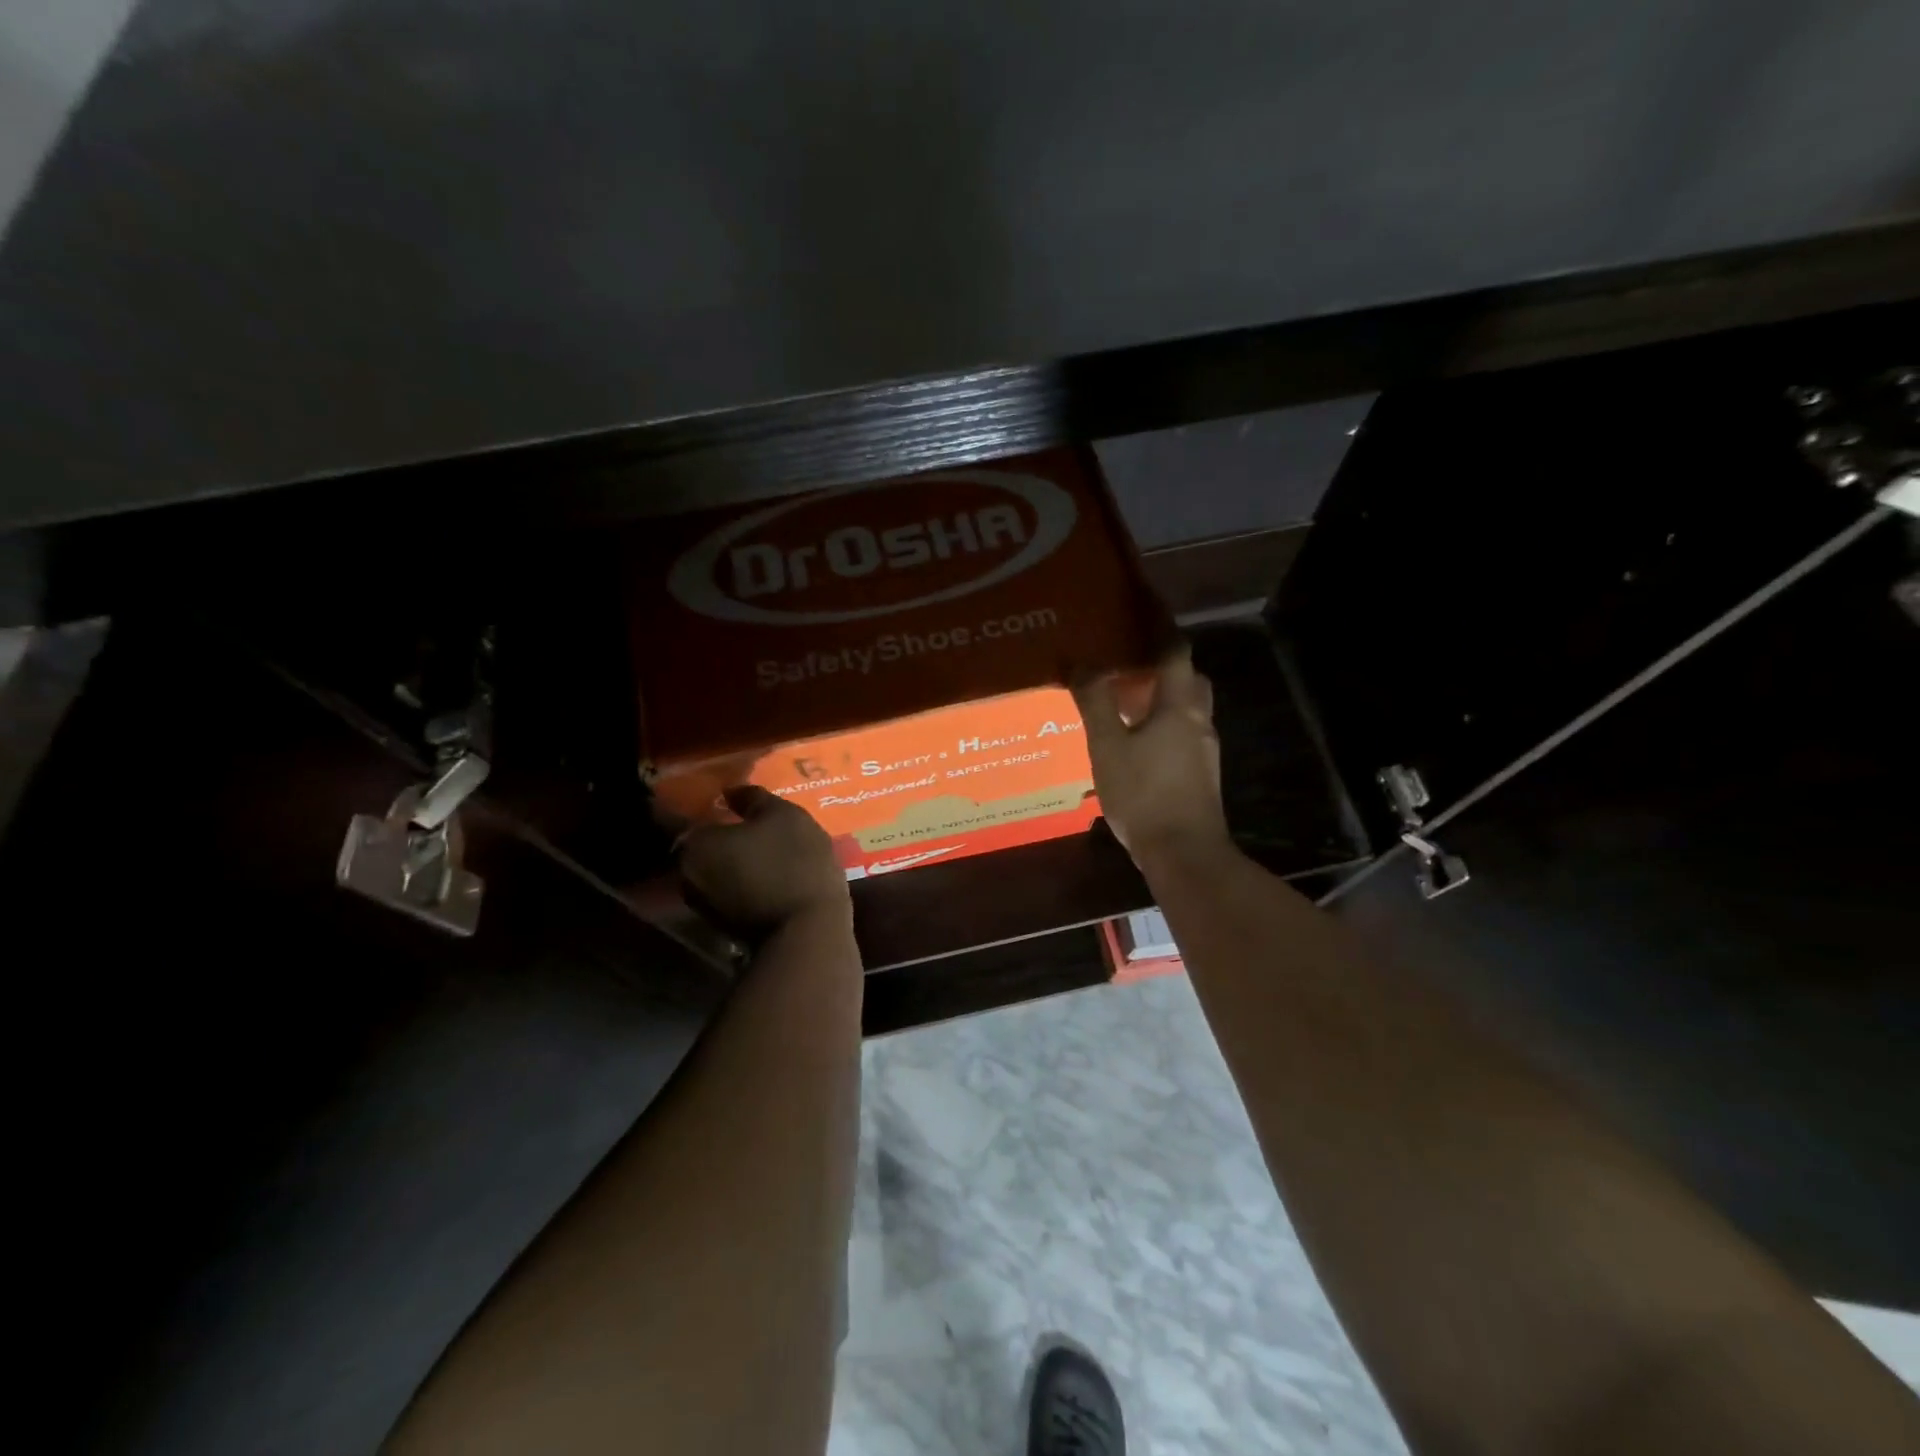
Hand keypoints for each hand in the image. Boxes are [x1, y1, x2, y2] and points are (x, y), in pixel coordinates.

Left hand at [673, 786, 851, 936]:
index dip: (713, 806)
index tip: (733, 802)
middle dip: (725, 837)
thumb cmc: (793, 862)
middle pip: (705, 846)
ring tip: (767, 850)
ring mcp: (704, 906)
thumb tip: (731, 790)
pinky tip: (771, 875)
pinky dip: (745, 883)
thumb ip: (752, 798)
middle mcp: (688, 875)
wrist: (808, 930)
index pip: (693, 815)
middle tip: (755, 826)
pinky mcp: (725, 927)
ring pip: (718, 872)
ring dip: (736, 862)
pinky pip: (731, 893)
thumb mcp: (783, 815)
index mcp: (695, 843)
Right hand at [1073, 643, 1232, 870]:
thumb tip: (1081, 663)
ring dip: (1164, 696)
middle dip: (1165, 663)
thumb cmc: (1144, 794)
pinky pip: (1182, 733)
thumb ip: (1095, 703)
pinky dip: (1163, 724)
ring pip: (1188, 709)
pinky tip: (1136, 740)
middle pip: (1188, 679)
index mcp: (1180, 706)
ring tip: (1127, 698)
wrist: (1184, 854)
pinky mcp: (1200, 774)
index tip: (1144, 605)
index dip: (1160, 626)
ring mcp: (1203, 751)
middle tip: (1131, 658)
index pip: (1175, 651)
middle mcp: (1199, 722)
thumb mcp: (1108, 747)